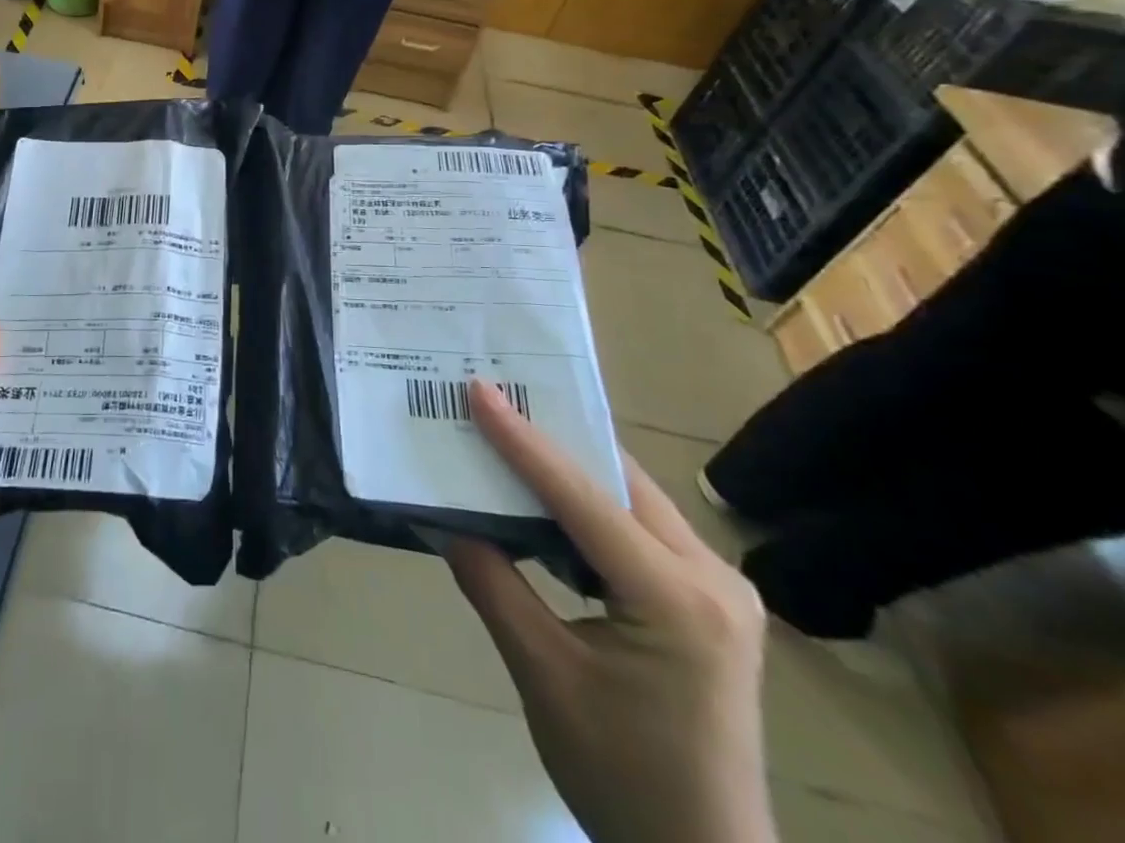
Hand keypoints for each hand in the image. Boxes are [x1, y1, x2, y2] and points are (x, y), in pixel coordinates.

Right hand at [446, 380, 774, 842]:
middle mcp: (714, 578)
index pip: (583, 497)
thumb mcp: (543, 676)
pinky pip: (640, 529)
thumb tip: (448, 519)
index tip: (479, 390)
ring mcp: (720, 589)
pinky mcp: (710, 602)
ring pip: (632, 499)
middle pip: (618, 482)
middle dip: (552, 440)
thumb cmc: (623, 778)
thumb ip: (493, 584)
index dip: (523, 440)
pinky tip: (549, 500)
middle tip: (492, 403)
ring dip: (570, 470)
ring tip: (511, 437)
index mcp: (678, 600)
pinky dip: (589, 506)